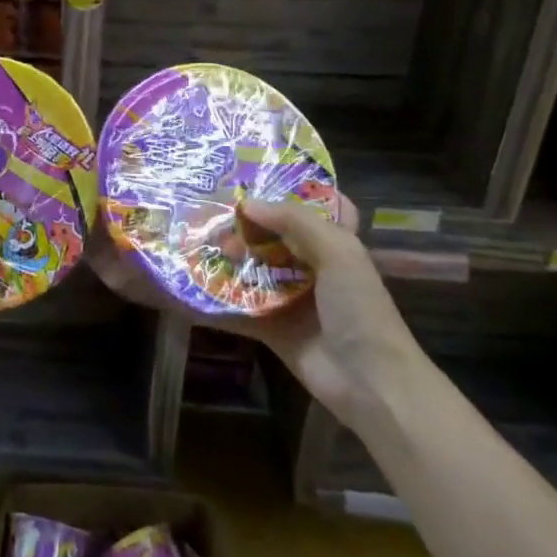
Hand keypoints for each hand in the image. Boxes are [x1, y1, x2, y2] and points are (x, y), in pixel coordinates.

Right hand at [88, 194, 422, 421]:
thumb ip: (294, 221)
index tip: (253, 174)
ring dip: (225, 258)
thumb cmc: (360, 308)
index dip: (289, 190)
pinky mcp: (271, 328)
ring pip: (252, 269)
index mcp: (334, 243)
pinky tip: (186, 287)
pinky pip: (237, 309)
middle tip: (206, 210)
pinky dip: (214, 301)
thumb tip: (246, 204)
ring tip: (190, 240)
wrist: (370, 382)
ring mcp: (289, 298)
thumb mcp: (338, 251)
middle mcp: (311, 266)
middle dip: (243, 224)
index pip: (315, 206)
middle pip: (272, 236)